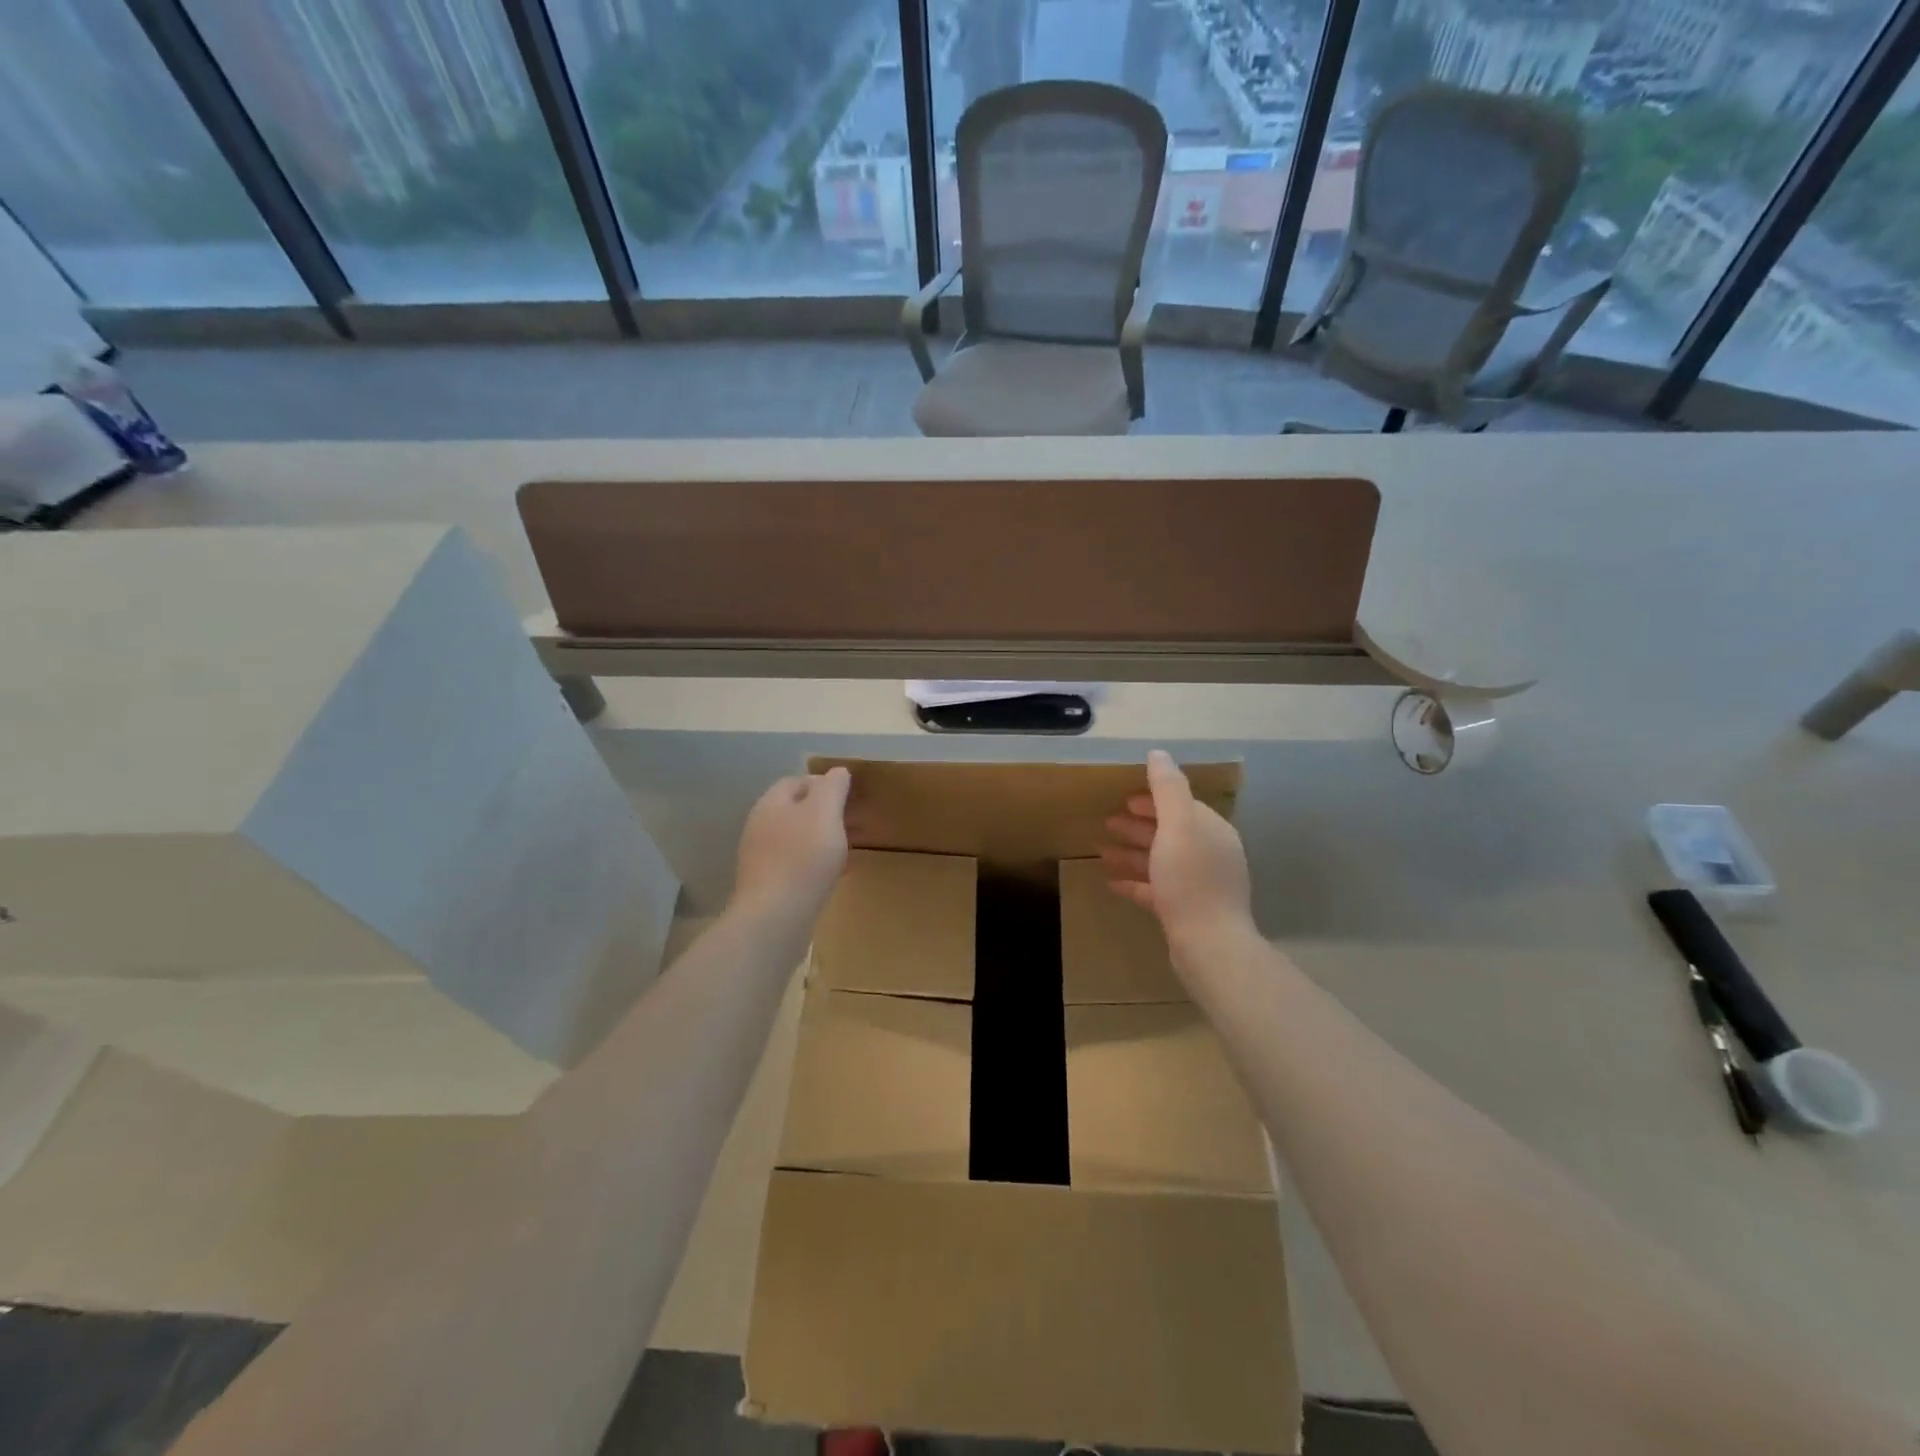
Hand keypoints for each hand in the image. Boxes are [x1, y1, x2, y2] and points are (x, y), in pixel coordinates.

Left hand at [732, 767, 852, 922]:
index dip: (825, 784)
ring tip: (847, 849)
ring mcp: (761, 857)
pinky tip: (833, 875)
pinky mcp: (767, 884)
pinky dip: (815, 862)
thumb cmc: (803, 859)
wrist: (774, 918)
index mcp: (771, 804)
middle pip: (796, 810)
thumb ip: (832, 788)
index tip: (851, 796)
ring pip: (796, 838)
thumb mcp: (825, 813)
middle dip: (825, 813)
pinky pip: (795, 863)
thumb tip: (838, 772)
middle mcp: (760, 826)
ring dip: (821, 839)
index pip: (797, 781)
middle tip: (853, 823)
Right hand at [1101, 749, 1253, 949]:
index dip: (1152, 800)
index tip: (1124, 799)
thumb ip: (1167, 788)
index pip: (1181, 806)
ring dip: (1131, 852)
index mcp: (1211, 830)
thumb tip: (1158, 753)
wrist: (1209, 944)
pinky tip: (1110, 882)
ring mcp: (1198, 884)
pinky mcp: (1185, 910)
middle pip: (1168, 832)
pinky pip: (1155, 889)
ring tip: (1101, 850)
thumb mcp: (1178, 825)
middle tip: (1107, 822)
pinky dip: (1134, 882)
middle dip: (1138, 825)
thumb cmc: (1191, 879)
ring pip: (1159, 860)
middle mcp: (1209, 853)